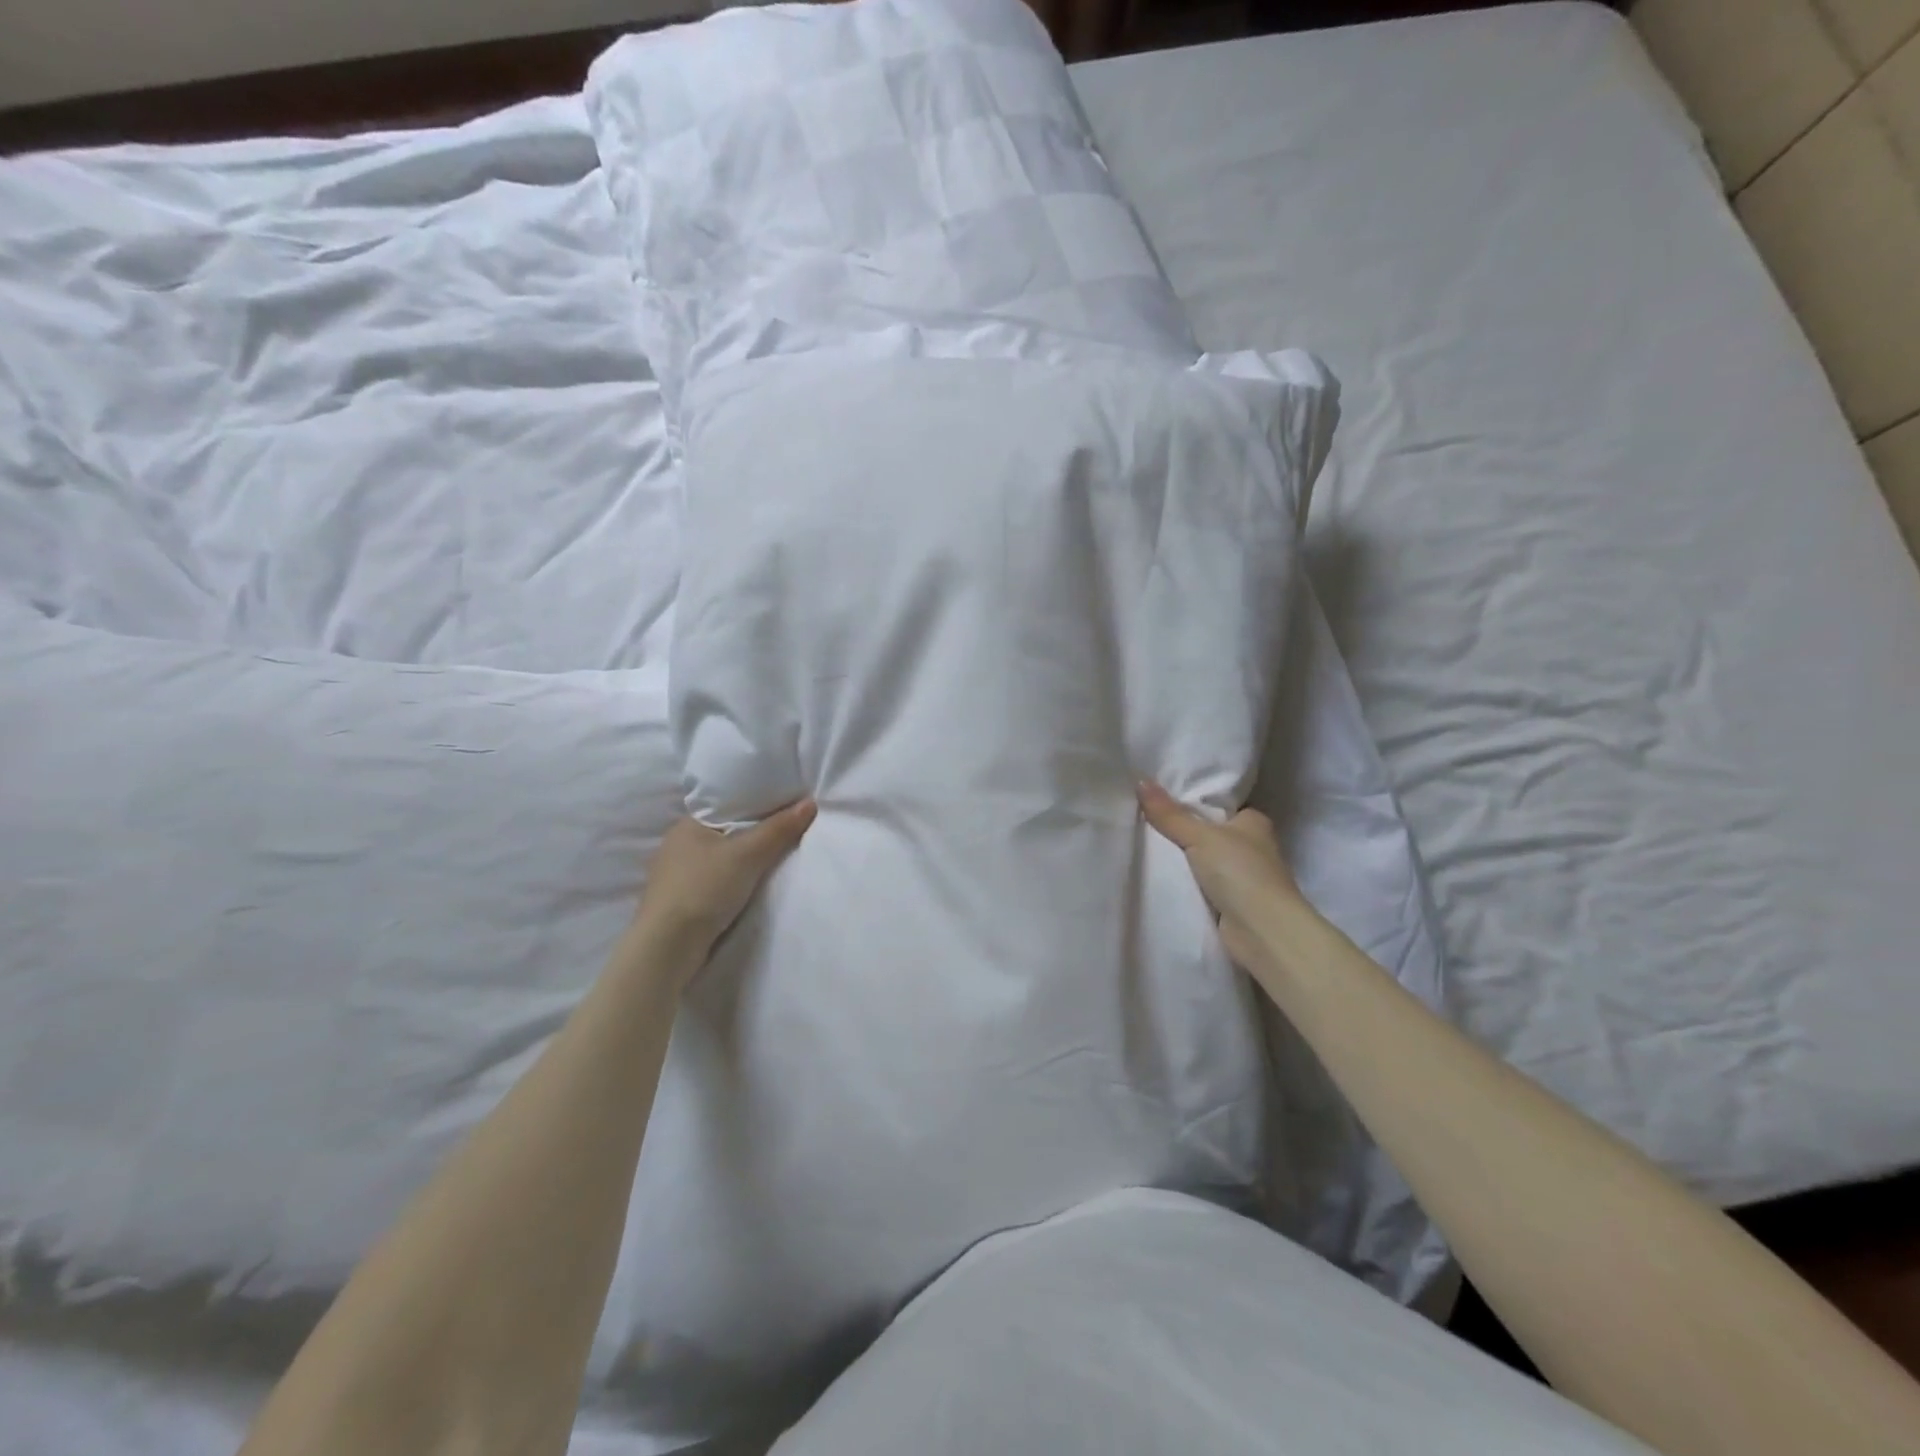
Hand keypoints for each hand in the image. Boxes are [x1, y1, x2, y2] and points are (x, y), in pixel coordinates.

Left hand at [633, 800, 816, 964]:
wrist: (667, 947)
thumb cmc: (704, 889)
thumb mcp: (748, 854)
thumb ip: (778, 829)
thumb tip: (810, 803)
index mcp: (686, 825)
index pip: (728, 806)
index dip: (758, 806)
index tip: (786, 809)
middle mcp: (677, 845)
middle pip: (726, 833)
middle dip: (753, 835)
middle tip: (788, 834)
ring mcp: (675, 876)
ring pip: (720, 859)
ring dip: (742, 862)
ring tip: (775, 860)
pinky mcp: (680, 901)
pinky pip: (715, 881)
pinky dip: (732, 882)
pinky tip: (749, 887)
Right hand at [1137, 781, 1309, 971]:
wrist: (1262, 930)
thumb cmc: (1239, 871)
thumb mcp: (1199, 836)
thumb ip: (1169, 814)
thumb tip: (1140, 781)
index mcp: (1254, 822)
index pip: (1220, 806)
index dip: (1194, 803)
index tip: (1161, 802)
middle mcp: (1254, 846)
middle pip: (1211, 834)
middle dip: (1185, 833)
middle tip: (1146, 823)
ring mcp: (1246, 877)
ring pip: (1207, 861)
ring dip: (1186, 861)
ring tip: (1146, 848)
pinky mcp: (1236, 903)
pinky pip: (1205, 886)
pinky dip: (1189, 884)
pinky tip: (1164, 878)